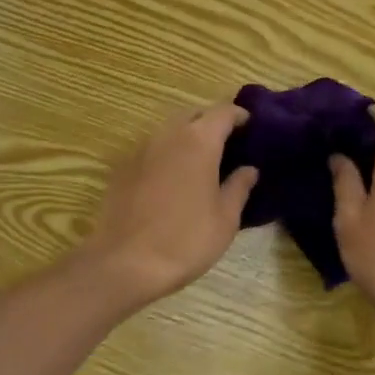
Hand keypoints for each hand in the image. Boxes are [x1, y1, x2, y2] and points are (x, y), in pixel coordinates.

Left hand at [80, 102, 258, 308]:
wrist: (124, 262)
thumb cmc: (185, 240)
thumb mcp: (225, 219)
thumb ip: (239, 187)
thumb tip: (249, 169)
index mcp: (198, 141)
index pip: (223, 112)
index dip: (239, 115)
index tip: (251, 125)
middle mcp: (168, 134)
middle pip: (194, 114)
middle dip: (211, 122)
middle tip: (228, 144)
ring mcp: (141, 148)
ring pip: (170, 129)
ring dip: (187, 136)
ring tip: (201, 161)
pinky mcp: (123, 166)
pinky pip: (151, 149)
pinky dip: (167, 153)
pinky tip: (172, 178)